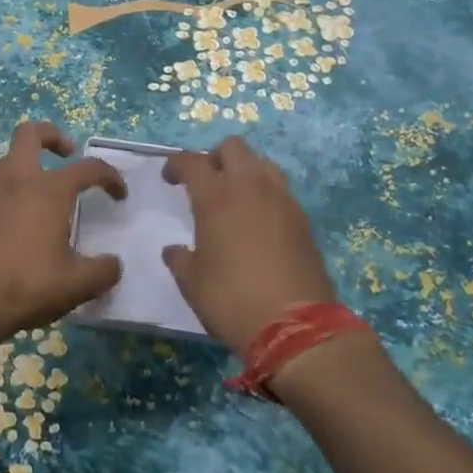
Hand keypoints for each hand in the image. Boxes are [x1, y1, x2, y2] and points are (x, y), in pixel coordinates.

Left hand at [0, 121, 126, 347]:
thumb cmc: (28, 283)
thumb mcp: (77, 284)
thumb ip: (103, 271)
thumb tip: (113, 265)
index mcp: (50, 191)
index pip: (88, 168)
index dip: (109, 176)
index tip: (119, 195)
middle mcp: (20, 182)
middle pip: (30, 134)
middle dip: (52, 136)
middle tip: (69, 155)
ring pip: (10, 157)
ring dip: (30, 160)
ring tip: (48, 185)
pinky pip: (0, 184)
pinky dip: (17, 187)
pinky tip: (28, 216)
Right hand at [162, 137, 338, 355]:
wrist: (295, 326)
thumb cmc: (232, 299)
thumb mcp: (192, 282)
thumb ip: (180, 258)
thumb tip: (174, 249)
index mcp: (216, 197)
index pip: (192, 161)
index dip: (177, 164)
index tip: (170, 178)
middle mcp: (250, 188)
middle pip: (233, 147)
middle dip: (215, 157)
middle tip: (206, 181)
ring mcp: (282, 200)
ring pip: (262, 163)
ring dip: (245, 170)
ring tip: (235, 197)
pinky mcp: (303, 219)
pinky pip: (281, 190)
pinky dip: (266, 194)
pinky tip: (259, 220)